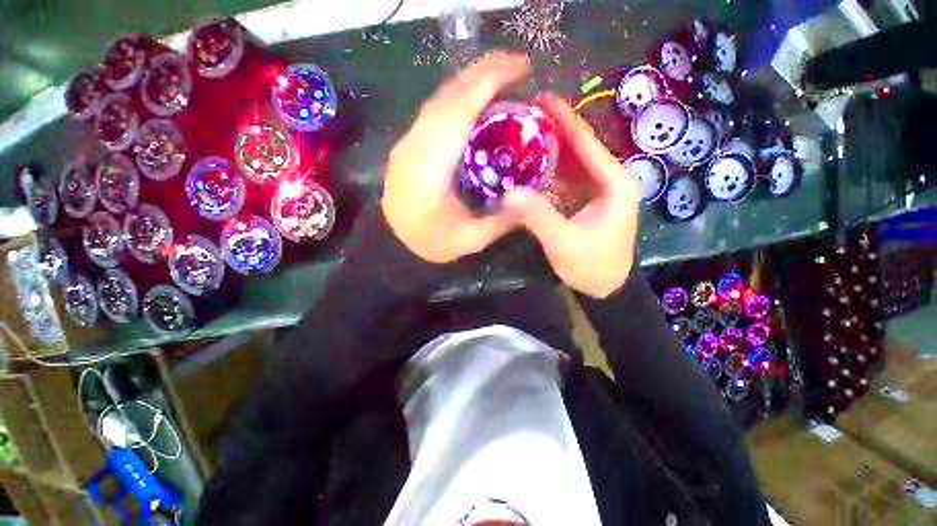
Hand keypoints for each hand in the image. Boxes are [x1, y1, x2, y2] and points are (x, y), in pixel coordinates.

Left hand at [381, 51, 529, 263]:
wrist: (393, 245)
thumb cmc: (430, 244)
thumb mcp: (472, 239)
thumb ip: (503, 219)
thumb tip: (532, 197)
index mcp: (430, 170)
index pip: (458, 112)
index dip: (488, 82)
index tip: (520, 68)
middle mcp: (414, 147)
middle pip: (447, 97)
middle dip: (483, 73)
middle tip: (519, 67)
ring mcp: (406, 143)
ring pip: (438, 100)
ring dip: (470, 83)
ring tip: (502, 78)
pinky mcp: (407, 145)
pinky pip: (433, 112)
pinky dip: (457, 98)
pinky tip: (475, 101)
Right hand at [504, 95, 640, 298]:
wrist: (606, 288)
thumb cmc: (591, 265)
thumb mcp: (564, 242)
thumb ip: (538, 216)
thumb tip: (508, 193)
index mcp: (614, 183)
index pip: (587, 144)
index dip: (564, 121)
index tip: (542, 99)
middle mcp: (610, 180)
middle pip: (579, 149)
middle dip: (553, 132)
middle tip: (523, 117)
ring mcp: (598, 191)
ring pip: (572, 164)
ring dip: (549, 152)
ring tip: (522, 136)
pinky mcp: (587, 202)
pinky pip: (567, 180)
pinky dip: (549, 173)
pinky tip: (529, 168)